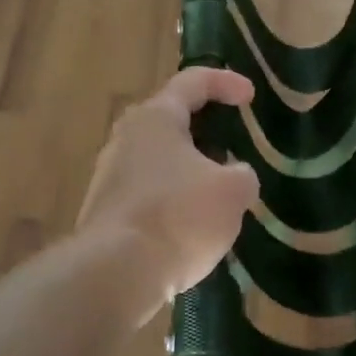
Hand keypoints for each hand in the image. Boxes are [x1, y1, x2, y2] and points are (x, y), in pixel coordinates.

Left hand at [77, 68, 259, 322]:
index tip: (250, 97)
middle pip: (170, 122)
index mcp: (154, 118)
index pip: (192, 82)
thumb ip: (242, 174)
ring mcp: (108, 177)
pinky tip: (192, 226)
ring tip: (218, 194)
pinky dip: (172, 201)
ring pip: (158, 162)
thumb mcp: (233, 192)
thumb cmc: (180, 216)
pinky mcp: (104, 212)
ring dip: (188, 171)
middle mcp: (125, 139)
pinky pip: (147, 195)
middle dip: (204, 132)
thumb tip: (233, 176)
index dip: (225, 83)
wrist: (117, 272)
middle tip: (232, 147)